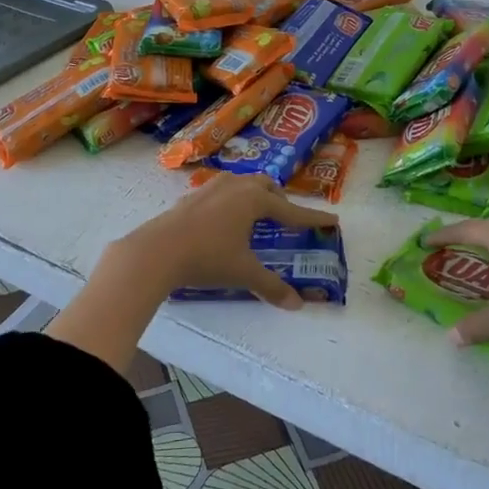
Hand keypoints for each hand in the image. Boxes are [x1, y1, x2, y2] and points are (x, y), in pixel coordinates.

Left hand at [111, 174, 338, 310]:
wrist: (156, 251)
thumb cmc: (207, 258)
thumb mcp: (243, 272)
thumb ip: (271, 286)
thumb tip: (297, 305)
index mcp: (254, 199)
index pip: (291, 210)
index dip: (312, 218)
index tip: (332, 220)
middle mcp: (235, 187)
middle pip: (266, 186)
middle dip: (280, 200)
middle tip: (286, 219)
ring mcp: (210, 188)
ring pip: (242, 184)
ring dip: (255, 195)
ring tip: (257, 215)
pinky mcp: (191, 197)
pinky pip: (221, 192)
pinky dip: (232, 201)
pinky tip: (224, 219)